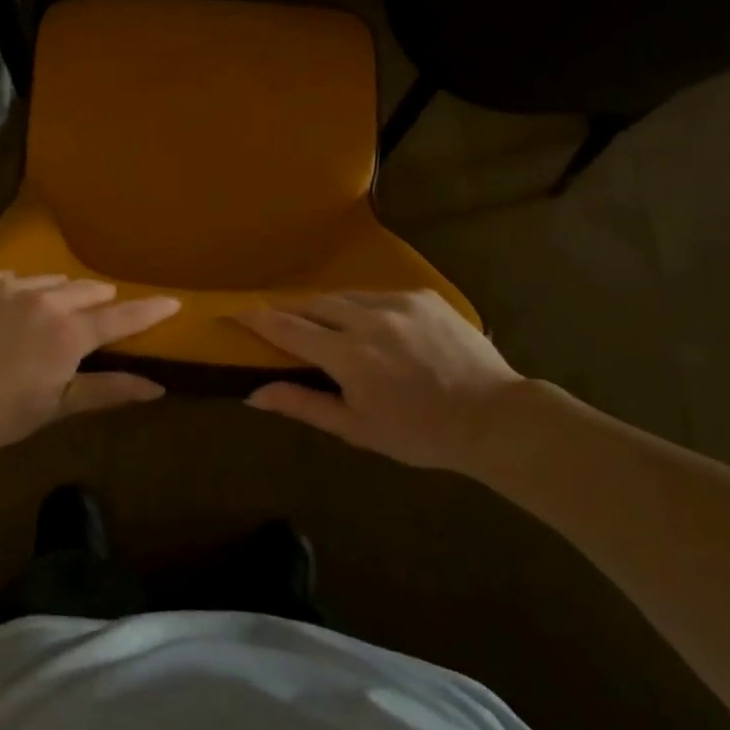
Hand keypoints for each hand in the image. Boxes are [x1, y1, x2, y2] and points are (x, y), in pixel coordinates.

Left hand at [0, 271, 180, 453]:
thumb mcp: (56, 407)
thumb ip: (107, 390)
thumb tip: (157, 387)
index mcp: (70, 333)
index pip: (122, 317)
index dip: (149, 310)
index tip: (173, 301)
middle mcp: (47, 300)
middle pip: (89, 291)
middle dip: (102, 302)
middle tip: (102, 315)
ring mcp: (12, 286)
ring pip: (53, 281)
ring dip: (64, 294)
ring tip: (57, 312)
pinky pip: (16, 278)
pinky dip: (26, 291)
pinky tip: (14, 307)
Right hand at [237, 290, 537, 473]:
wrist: (494, 417)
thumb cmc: (420, 433)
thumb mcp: (357, 428)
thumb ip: (303, 404)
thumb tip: (253, 394)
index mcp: (349, 356)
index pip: (289, 328)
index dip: (258, 318)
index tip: (234, 310)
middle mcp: (369, 319)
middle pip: (314, 304)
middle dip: (293, 312)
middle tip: (282, 323)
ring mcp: (399, 302)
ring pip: (345, 296)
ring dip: (329, 309)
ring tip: (329, 329)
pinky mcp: (422, 295)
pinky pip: (378, 295)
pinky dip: (364, 308)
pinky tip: (375, 329)